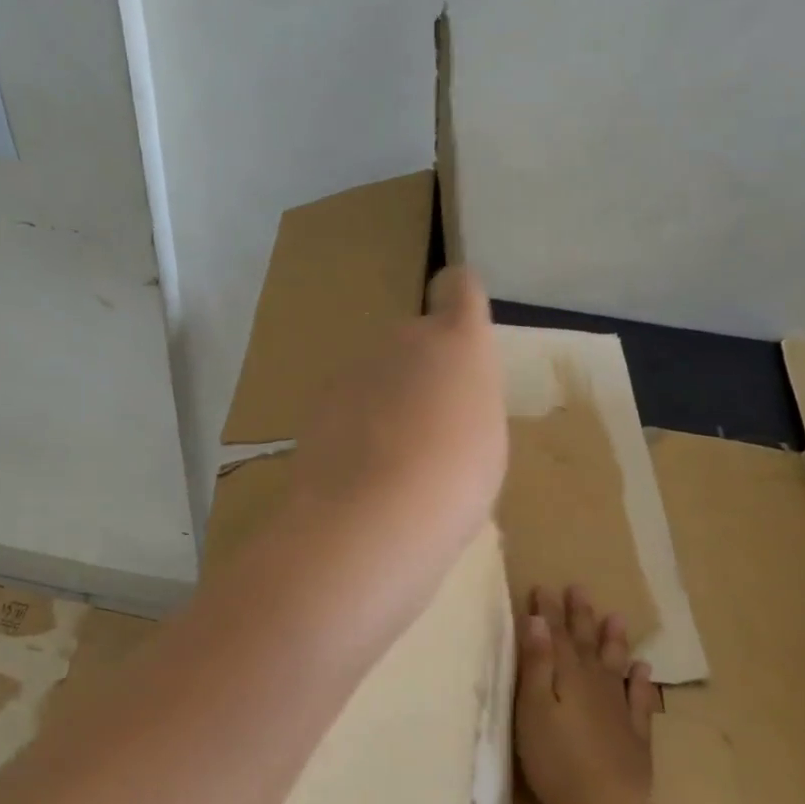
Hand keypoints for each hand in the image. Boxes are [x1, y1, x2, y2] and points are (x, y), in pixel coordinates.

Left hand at [283, 267, 506, 634]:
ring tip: (393, 460)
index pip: (459, 287)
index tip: (458, 330)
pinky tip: (359, 469)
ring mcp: (354, 367)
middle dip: (419, 372)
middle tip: (430, 428)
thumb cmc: (454, 480)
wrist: (369, 516)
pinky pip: (347, 404)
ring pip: (376, 375)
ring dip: (384, 401)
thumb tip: (443, 402)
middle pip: (413, 341)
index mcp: (458, 342)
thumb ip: (466, 401)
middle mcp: (403, 339)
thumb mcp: (487, 439)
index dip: (458, 299)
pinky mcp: (318, 400)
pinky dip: (353, 425)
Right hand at [515, 586, 659, 803]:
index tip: (543, 586)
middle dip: (580, 616)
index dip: (548, 611)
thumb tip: (537, 620)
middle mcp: (595, 685)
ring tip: (615, 617)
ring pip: (615, 665)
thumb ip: (536, 664)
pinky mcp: (635, 736)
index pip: (554, 636)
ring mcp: (619, 710)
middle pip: (585, 644)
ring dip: (613, 641)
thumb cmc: (557, 759)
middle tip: (579, 589)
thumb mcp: (534, 708)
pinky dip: (641, 682)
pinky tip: (643, 670)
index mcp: (567, 677)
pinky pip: (640, 700)